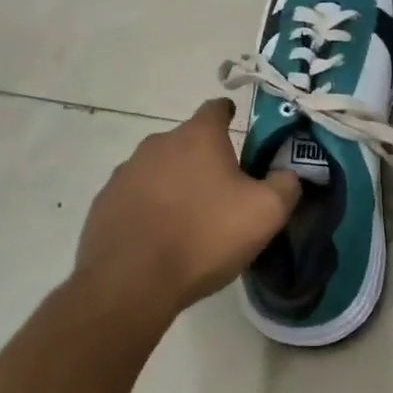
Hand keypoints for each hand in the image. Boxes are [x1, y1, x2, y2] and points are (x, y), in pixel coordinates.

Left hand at [72, 99, 300, 327]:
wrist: (130, 283)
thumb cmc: (204, 237)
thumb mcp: (265, 213)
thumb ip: (286, 185)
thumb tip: (288, 174)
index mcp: (198, 137)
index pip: (216, 108)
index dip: (229, 115)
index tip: (237, 128)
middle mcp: (158, 143)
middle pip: (187, 141)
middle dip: (204, 158)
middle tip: (221, 190)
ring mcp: (126, 172)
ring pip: (159, 169)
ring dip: (174, 183)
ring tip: (188, 219)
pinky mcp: (104, 203)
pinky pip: (135, 197)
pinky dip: (148, 208)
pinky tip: (158, 238)